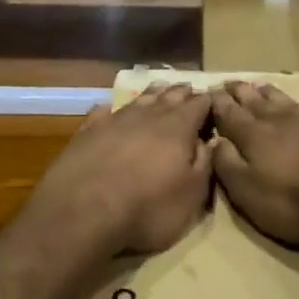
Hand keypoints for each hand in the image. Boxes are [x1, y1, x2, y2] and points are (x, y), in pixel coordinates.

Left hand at [27, 84, 212, 258]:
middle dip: (181, 92)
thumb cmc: (147, 208)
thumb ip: (204, 164)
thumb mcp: (191, 195)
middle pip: (169, 97)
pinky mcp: (86, 132)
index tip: (215, 97)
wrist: (83, 212)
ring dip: (152, 94)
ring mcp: (114, 121)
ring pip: (138, 100)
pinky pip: (102, 112)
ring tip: (160, 88)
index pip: (199, 105)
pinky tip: (109, 108)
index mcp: (178, 128)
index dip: (208, 101)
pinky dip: (111, 109)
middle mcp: (147, 116)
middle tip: (189, 87)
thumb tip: (209, 141)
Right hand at [209, 81, 298, 245]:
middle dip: (239, 92)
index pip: (228, 113)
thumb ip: (227, 165)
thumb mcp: (248, 193)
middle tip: (229, 83)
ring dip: (267, 92)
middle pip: (254, 100)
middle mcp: (278, 119)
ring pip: (282, 98)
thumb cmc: (295, 202)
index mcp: (252, 135)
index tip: (208, 92)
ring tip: (258, 86)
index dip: (217, 103)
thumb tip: (215, 141)